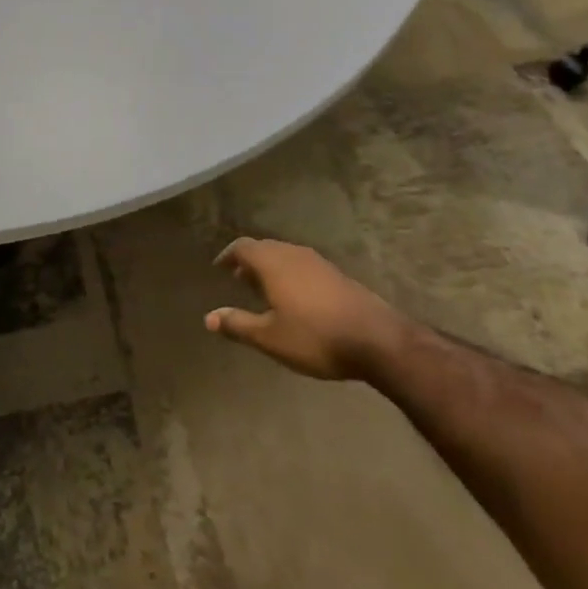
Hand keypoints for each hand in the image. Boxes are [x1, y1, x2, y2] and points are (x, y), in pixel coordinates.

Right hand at [205, 238, 410, 381]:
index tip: (219, 268)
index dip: (228, 255)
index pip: (242, 247)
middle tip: (239, 279)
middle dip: (249, 261)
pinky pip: (303, 265)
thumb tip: (209, 318)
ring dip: (271, 267)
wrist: (378, 340)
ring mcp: (319, 262)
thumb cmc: (316, 337)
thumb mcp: (270, 337)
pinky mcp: (337, 275)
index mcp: (273, 263)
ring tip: (264, 289)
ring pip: (286, 255)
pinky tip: (295, 298)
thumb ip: (238, 325)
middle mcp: (293, 254)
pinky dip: (290, 274)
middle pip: (264, 248)